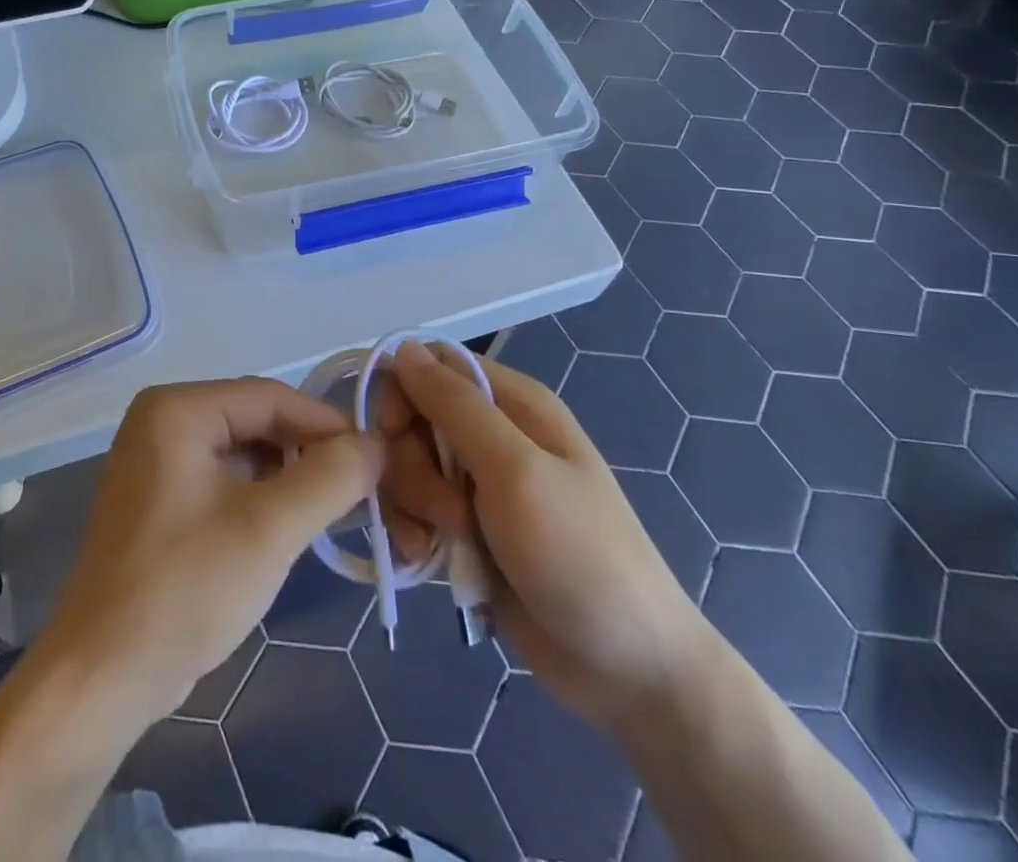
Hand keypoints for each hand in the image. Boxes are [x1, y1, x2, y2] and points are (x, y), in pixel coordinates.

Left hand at [37, 378, 382, 727]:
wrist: (102, 677)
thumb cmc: (185, 588)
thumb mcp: (269, 528)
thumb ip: (330, 478)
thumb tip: (375, 444)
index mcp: (177, 409)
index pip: (269, 397)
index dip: (327, 424)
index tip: (375, 456)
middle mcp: (161, 421)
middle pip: (255, 420)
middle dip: (307, 452)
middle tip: (358, 487)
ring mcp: (155, 461)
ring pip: (242, 451)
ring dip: (287, 477)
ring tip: (330, 509)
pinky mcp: (158, 499)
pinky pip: (222, 479)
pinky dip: (259, 496)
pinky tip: (286, 526)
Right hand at [378, 344, 711, 724]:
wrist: (627, 669)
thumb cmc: (578, 554)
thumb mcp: (515, 470)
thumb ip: (456, 406)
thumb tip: (403, 348)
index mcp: (513, 403)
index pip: (432, 365)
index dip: (402, 391)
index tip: (391, 433)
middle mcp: (493, 434)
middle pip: (413, 419)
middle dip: (412, 464)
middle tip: (444, 511)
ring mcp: (478, 484)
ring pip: (408, 466)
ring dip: (412, 503)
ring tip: (445, 543)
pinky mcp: (466, 528)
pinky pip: (416, 509)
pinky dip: (413, 531)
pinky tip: (427, 561)